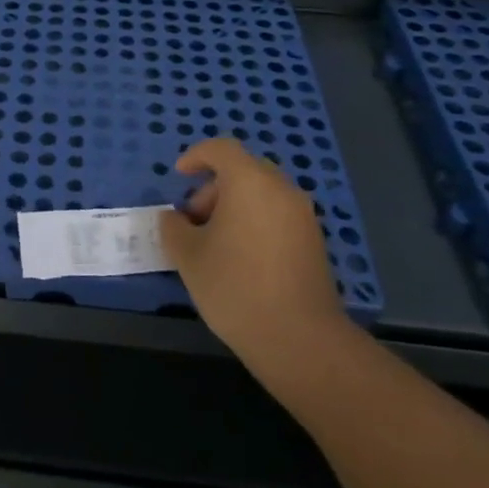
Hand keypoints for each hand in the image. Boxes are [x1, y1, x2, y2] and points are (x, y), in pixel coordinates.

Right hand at [159, 138, 348, 370]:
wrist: (299, 338)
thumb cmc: (234, 286)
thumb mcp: (187, 255)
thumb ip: (174, 228)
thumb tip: (175, 218)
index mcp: (249, 182)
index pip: (221, 149)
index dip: (196, 156)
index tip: (179, 176)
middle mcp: (281, 189)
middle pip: (243, 171)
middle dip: (214, 189)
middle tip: (194, 221)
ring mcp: (303, 216)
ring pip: (262, 194)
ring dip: (235, 207)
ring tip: (215, 244)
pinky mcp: (314, 242)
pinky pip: (278, 216)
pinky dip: (256, 223)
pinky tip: (241, 259)